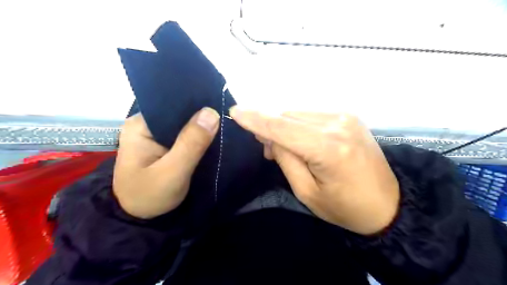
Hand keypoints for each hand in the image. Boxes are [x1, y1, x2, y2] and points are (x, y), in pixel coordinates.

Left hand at [113, 107, 219, 218]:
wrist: (140, 220)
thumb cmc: (150, 196)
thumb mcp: (172, 172)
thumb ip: (191, 144)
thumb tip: (211, 113)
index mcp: (141, 125)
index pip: (173, 105)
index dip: (197, 105)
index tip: (220, 106)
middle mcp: (147, 125)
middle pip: (180, 114)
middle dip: (202, 117)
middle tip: (226, 118)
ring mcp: (157, 136)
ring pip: (185, 125)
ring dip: (202, 128)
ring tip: (224, 125)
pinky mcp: (166, 146)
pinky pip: (186, 137)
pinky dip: (199, 138)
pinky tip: (214, 137)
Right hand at [230, 108, 399, 234]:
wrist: (389, 204)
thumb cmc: (345, 207)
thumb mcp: (307, 192)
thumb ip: (286, 159)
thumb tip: (270, 136)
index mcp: (329, 148)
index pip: (282, 127)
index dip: (256, 119)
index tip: (235, 112)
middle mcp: (338, 124)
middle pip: (288, 116)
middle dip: (269, 127)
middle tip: (266, 150)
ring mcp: (345, 116)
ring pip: (298, 113)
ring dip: (284, 126)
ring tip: (285, 148)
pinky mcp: (348, 116)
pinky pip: (311, 115)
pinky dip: (298, 125)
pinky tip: (301, 140)